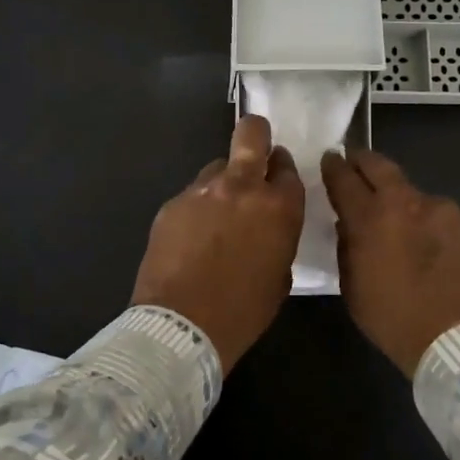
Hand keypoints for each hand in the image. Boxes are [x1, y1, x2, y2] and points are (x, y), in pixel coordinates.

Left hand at [131, 115, 305, 370]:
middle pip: (252, 134)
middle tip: (255, 147)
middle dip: (256, 133)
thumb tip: (267, 228)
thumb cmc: (243, 311)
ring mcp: (203, 191)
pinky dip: (196, 208)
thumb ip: (278, 238)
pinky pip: (192, 195)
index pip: (287, 169)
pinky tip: (191, 236)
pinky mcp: (173, 203)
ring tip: (215, 212)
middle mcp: (243, 188)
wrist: (182, 326)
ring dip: (222, 181)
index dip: (282, 170)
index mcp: (279, 208)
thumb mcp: (279, 277)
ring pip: (217, 166)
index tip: (276, 177)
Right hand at [321, 148, 459, 376]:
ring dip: (407, 206)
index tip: (331, 159)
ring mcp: (445, 209)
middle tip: (357, 161)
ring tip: (409, 231)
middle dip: (364, 161)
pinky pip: (447, 219)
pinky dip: (437, 228)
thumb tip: (349, 225)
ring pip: (417, 196)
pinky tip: (440, 252)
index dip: (334, 166)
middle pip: (380, 166)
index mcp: (371, 217)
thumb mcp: (353, 288)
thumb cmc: (395, 320)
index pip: (344, 178)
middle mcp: (408, 202)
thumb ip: (347, 247)